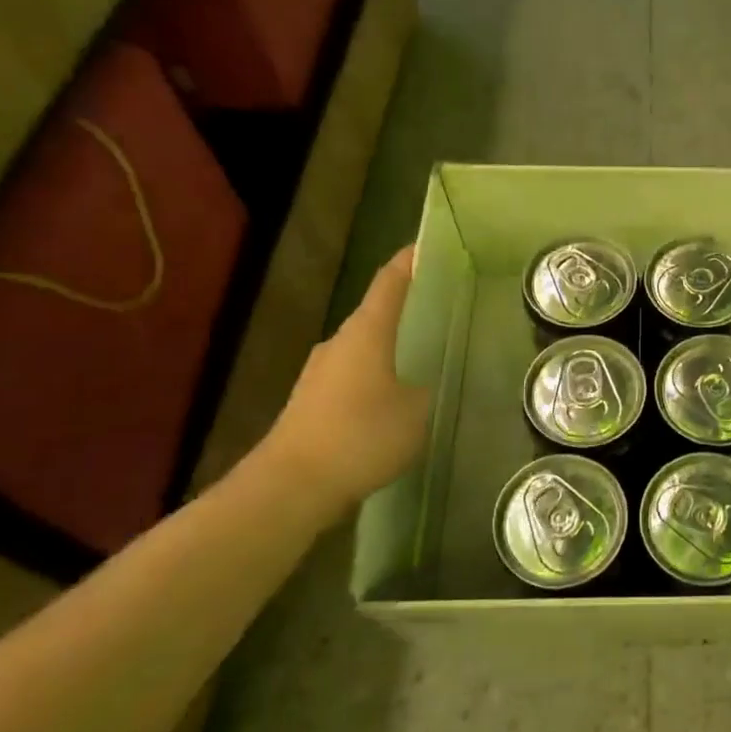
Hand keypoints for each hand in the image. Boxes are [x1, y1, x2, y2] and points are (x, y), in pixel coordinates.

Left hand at [259, 245, 431, 511]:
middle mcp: (338, 343)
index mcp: (366, 332)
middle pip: (374, 316)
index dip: (408, 263)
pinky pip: (351, 379)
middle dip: (403, 312)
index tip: (425, 246)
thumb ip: (423, 391)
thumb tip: (417, 386)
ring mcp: (319, 374)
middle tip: (437, 313)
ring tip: (420, 362)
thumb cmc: (361, 435)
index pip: (389, 283)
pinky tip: (390, 405)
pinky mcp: (310, 403)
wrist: (292, 484)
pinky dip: (373, 381)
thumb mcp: (415, 412)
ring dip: (387, 352)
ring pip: (362, 350)